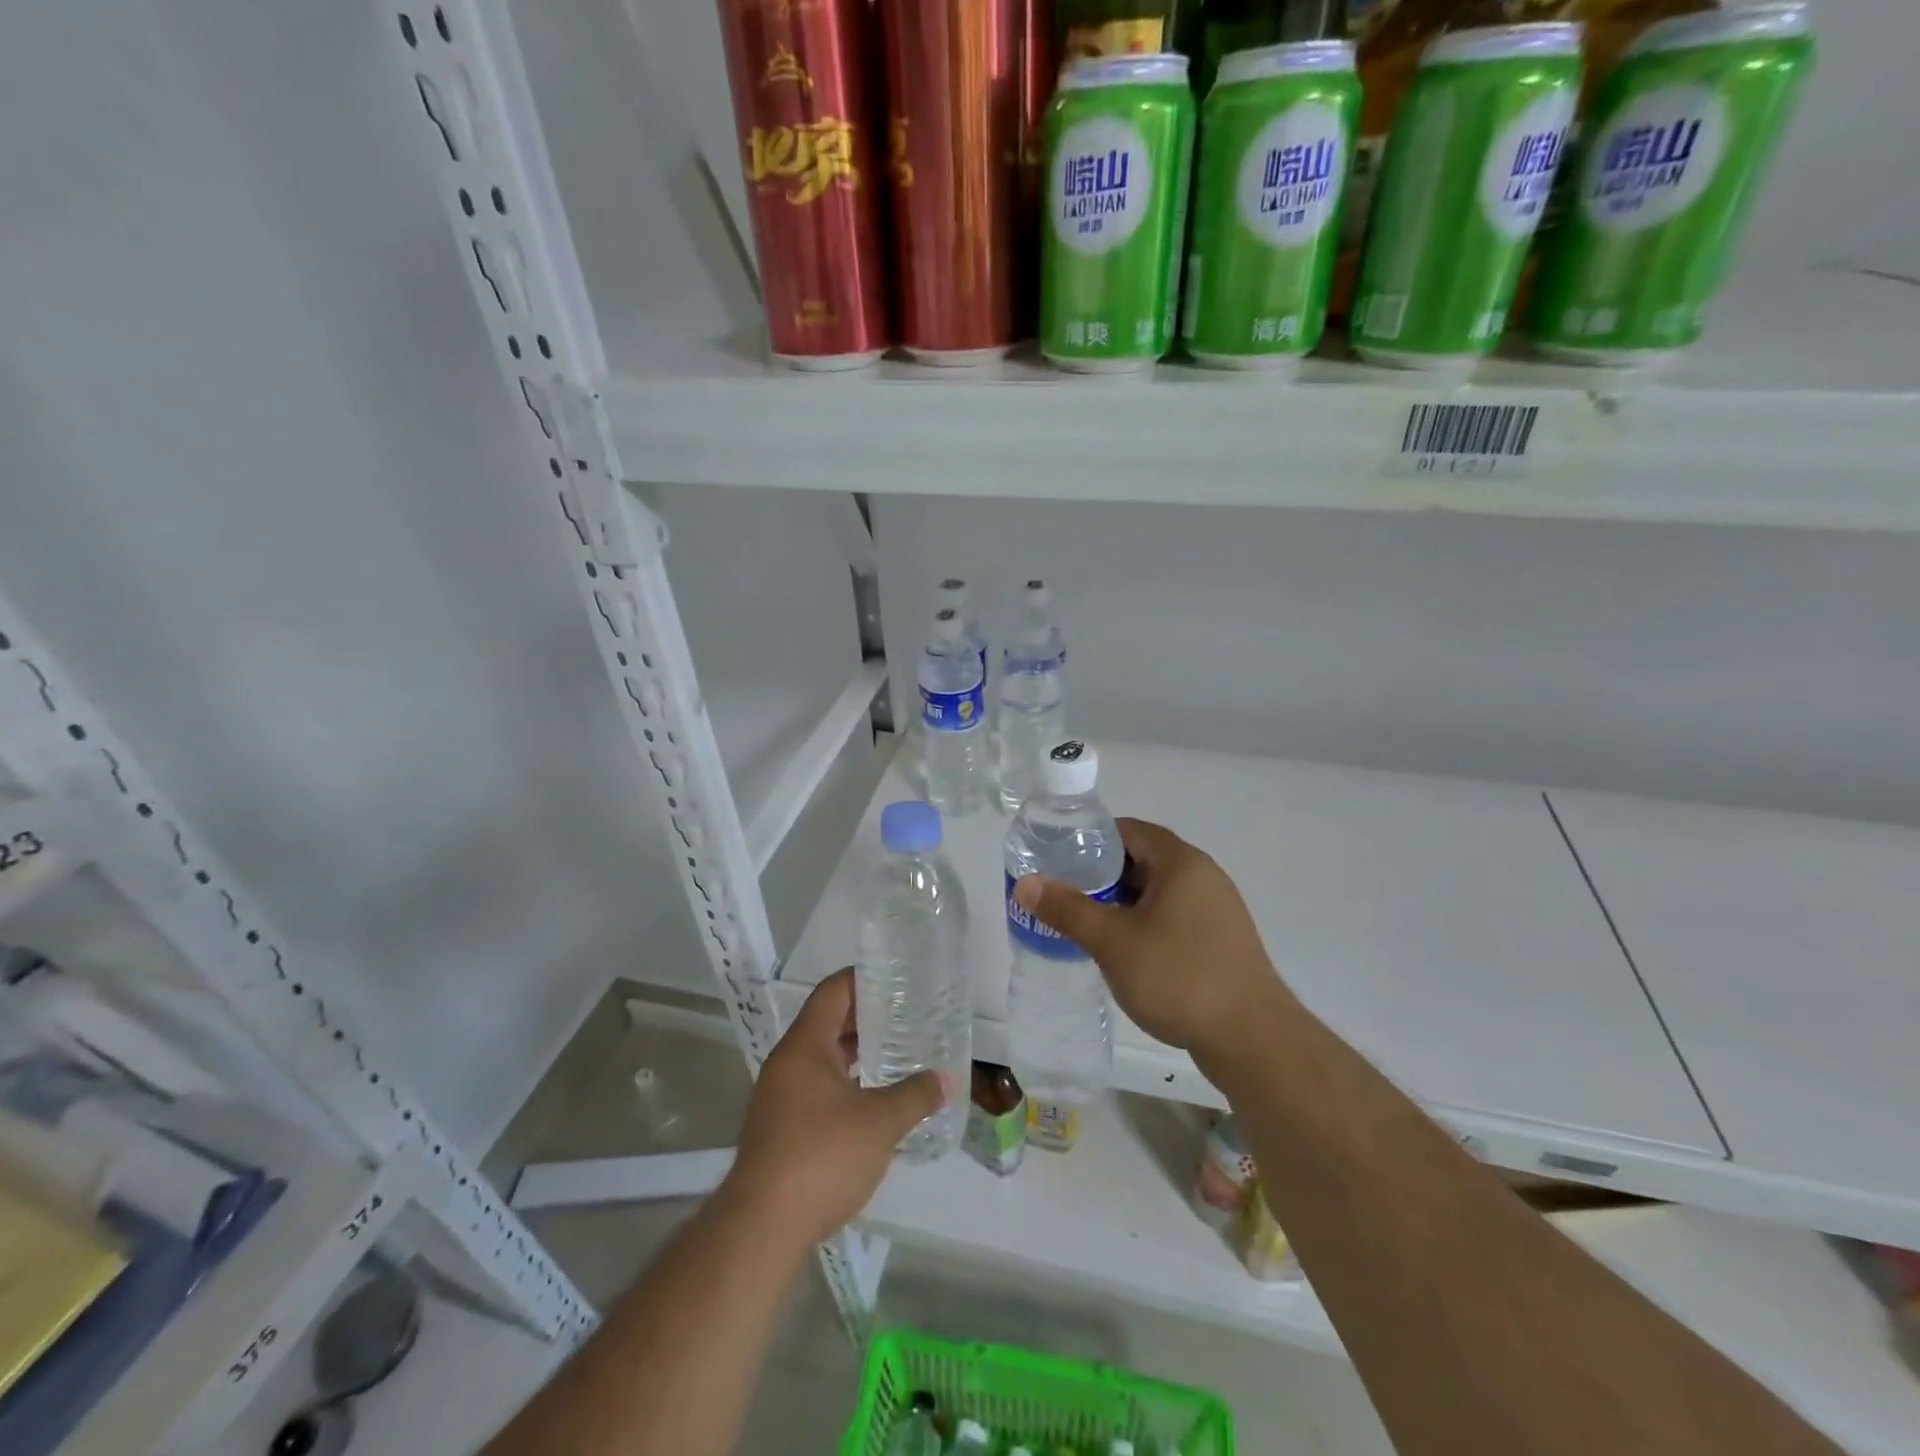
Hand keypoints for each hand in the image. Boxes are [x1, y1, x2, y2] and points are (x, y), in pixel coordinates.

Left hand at [722, 970, 948, 1250]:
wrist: (761, 1228)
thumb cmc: (821, 1158)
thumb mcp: (879, 1124)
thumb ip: (914, 1096)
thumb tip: (945, 1079)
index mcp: (804, 1047)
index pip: (832, 992)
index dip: (863, 979)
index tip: (895, 977)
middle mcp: (788, 1063)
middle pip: (827, 1022)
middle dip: (866, 1016)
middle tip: (906, 1013)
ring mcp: (781, 1095)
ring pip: (823, 1056)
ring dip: (857, 1051)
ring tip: (897, 1049)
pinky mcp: (782, 1126)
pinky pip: (818, 1085)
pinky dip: (846, 1080)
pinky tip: (874, 1096)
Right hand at [1012, 818, 1294, 1059]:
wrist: (1253, 1039)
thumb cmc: (1179, 977)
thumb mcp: (1113, 942)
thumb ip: (1068, 909)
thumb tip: (1026, 883)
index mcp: (1181, 863)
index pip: (1129, 830)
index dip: (1091, 839)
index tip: (1059, 858)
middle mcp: (1203, 876)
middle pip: (1143, 860)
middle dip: (1102, 875)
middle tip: (1065, 893)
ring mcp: (1217, 910)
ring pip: (1158, 892)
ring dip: (1123, 903)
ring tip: (1087, 923)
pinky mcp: (1221, 940)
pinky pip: (1174, 917)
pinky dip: (1145, 923)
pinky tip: (1125, 952)